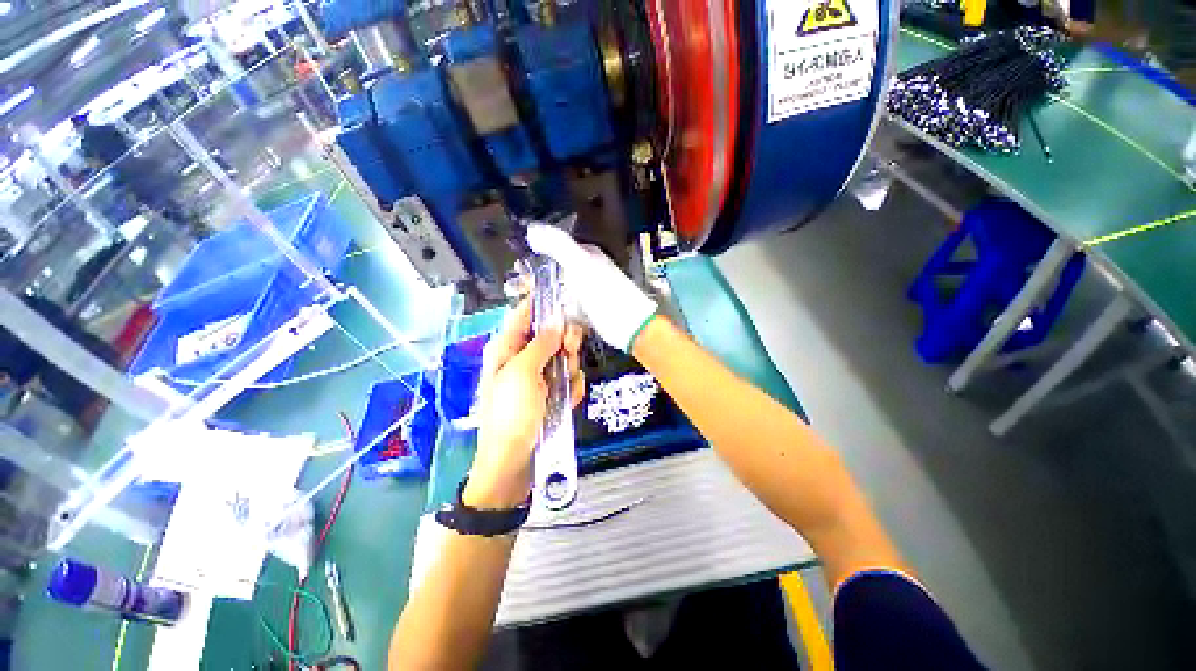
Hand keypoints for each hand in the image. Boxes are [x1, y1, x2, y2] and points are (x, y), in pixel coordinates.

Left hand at [467, 300, 584, 509]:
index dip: (541, 302)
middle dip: (564, 342)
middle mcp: (523, 359)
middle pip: (551, 335)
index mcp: (507, 349)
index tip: (563, 295)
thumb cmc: (511, 415)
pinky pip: (569, 380)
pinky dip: (571, 389)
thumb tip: (555, 320)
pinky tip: (566, 401)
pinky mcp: (552, 394)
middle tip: (570, 350)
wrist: (513, 464)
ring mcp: (540, 378)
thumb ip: (540, 344)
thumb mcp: (523, 374)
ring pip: (564, 357)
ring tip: (564, 387)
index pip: (524, 314)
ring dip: (570, 369)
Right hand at [526, 224, 656, 352]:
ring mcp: (586, 293)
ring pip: (557, 291)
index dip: (534, 258)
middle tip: (514, 290)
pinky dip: (553, 310)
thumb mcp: (581, 264)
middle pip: (554, 272)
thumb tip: (531, 229)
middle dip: (534, 279)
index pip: (554, 250)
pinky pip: (564, 308)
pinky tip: (541, 316)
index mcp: (584, 256)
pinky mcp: (586, 312)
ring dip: (541, 296)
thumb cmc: (606, 293)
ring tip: (524, 304)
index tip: (516, 270)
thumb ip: (558, 245)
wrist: (630, 325)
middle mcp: (585, 272)